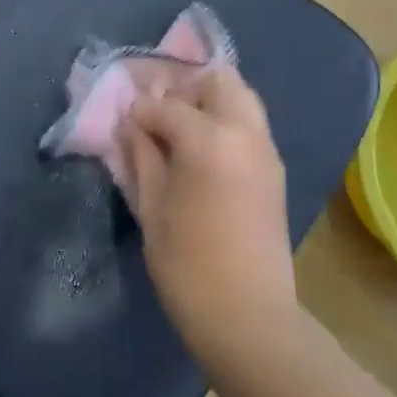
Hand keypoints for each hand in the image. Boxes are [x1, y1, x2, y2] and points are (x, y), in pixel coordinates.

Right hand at [124, 65, 297, 345]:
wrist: (248, 314)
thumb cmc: (186, 264)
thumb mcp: (151, 207)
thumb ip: (141, 155)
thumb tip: (130, 124)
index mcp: (209, 140)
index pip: (166, 105)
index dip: (139, 110)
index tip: (123, 120)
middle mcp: (244, 133)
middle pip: (217, 81)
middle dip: (183, 87)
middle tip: (156, 112)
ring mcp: (266, 150)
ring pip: (240, 97)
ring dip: (207, 101)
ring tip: (177, 128)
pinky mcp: (274, 170)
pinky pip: (249, 124)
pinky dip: (224, 121)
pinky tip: (199, 149)